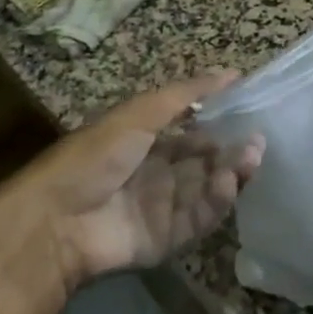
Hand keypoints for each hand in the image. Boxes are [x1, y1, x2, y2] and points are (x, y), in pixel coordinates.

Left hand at [0, 73, 265, 313]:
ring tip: (250, 158)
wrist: (55, 220)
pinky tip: (227, 183)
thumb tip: (232, 72)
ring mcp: (163, 210)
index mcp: (147, 144)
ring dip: (232, 173)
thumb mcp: (139, 113)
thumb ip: (187, 94)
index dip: (221, 124)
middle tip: (258, 140)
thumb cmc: (94, 156)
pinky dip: (217, 202)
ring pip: (208, 190)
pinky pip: (199, 220)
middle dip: (232, 151)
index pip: (194, 134)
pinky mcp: (166, 240)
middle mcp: (158, 176)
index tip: (249, 114)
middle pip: (206, 163)